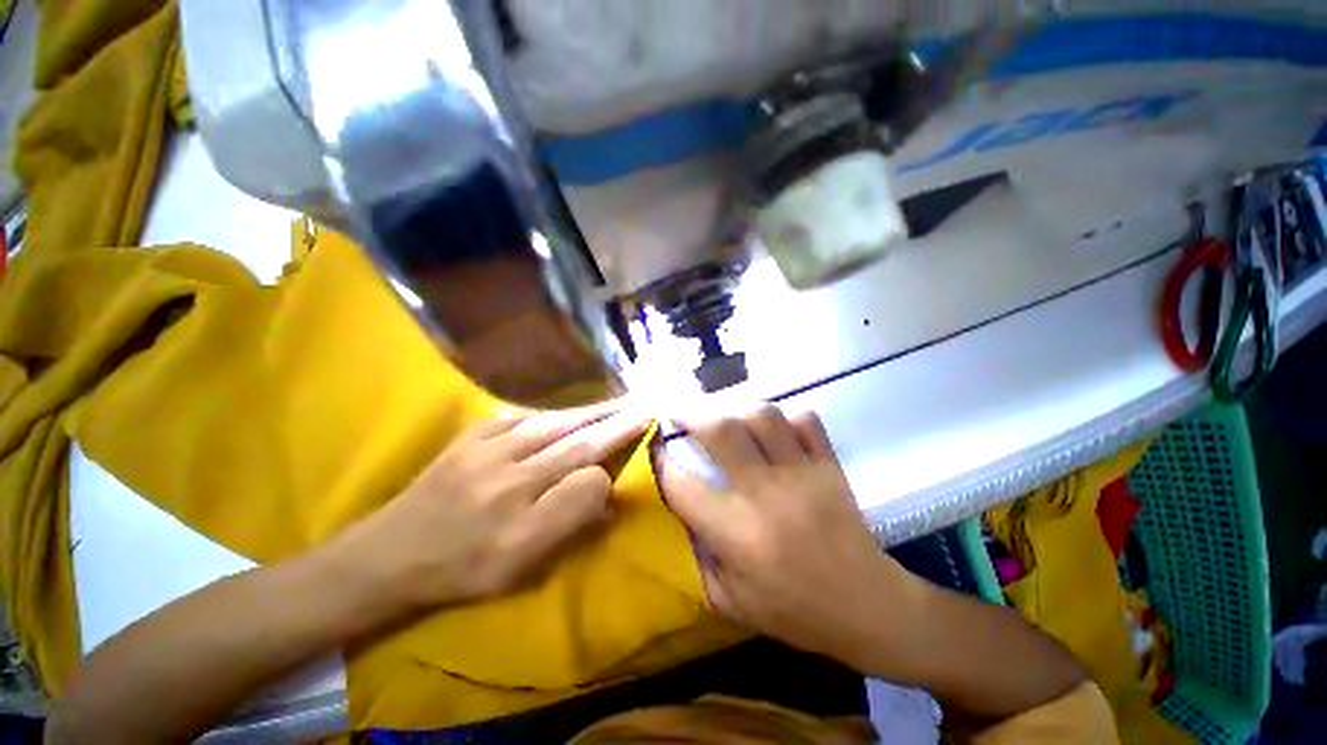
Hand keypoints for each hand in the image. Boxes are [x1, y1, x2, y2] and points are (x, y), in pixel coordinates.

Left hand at [334, 401, 650, 611]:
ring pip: (554, 423)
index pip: (586, 478)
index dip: (615, 458)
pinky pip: (521, 417)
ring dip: (591, 411)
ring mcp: (487, 451)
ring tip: (618, 402)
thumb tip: (604, 491)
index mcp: (522, 520)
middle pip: (575, 441)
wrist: (389, 555)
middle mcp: (508, 479)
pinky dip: (553, 412)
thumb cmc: (462, 569)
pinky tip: (569, 411)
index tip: (639, 438)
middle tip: (643, 405)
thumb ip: (568, 526)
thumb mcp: (519, 569)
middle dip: (614, 421)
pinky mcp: (472, 437)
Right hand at [658, 407, 920, 667]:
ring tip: (730, 422)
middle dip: (692, 415)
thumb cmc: (794, 611)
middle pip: (721, 430)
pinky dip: (786, 418)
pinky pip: (806, 420)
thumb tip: (680, 508)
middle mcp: (766, 494)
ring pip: (763, 416)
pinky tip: (776, 431)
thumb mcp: (729, 600)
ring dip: (738, 412)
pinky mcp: (830, 466)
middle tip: (683, 417)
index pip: (682, 484)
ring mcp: (802, 474)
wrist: (868, 608)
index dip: (660, 462)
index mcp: (737, 533)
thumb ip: (696, 555)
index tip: (655, 450)